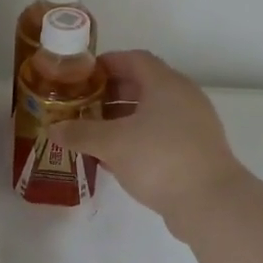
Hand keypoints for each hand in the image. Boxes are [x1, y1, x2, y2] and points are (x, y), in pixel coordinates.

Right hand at [48, 51, 249, 225]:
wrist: (210, 202)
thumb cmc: (159, 159)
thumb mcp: (112, 144)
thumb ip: (80, 133)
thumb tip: (52, 129)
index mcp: (166, 84)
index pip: (134, 59)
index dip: (106, 64)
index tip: (81, 76)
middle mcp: (183, 97)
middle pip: (143, 85)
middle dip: (110, 94)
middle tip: (82, 106)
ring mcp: (193, 125)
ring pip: (151, 112)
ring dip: (122, 119)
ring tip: (93, 133)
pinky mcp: (195, 150)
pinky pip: (160, 134)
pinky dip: (136, 138)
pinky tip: (116, 158)